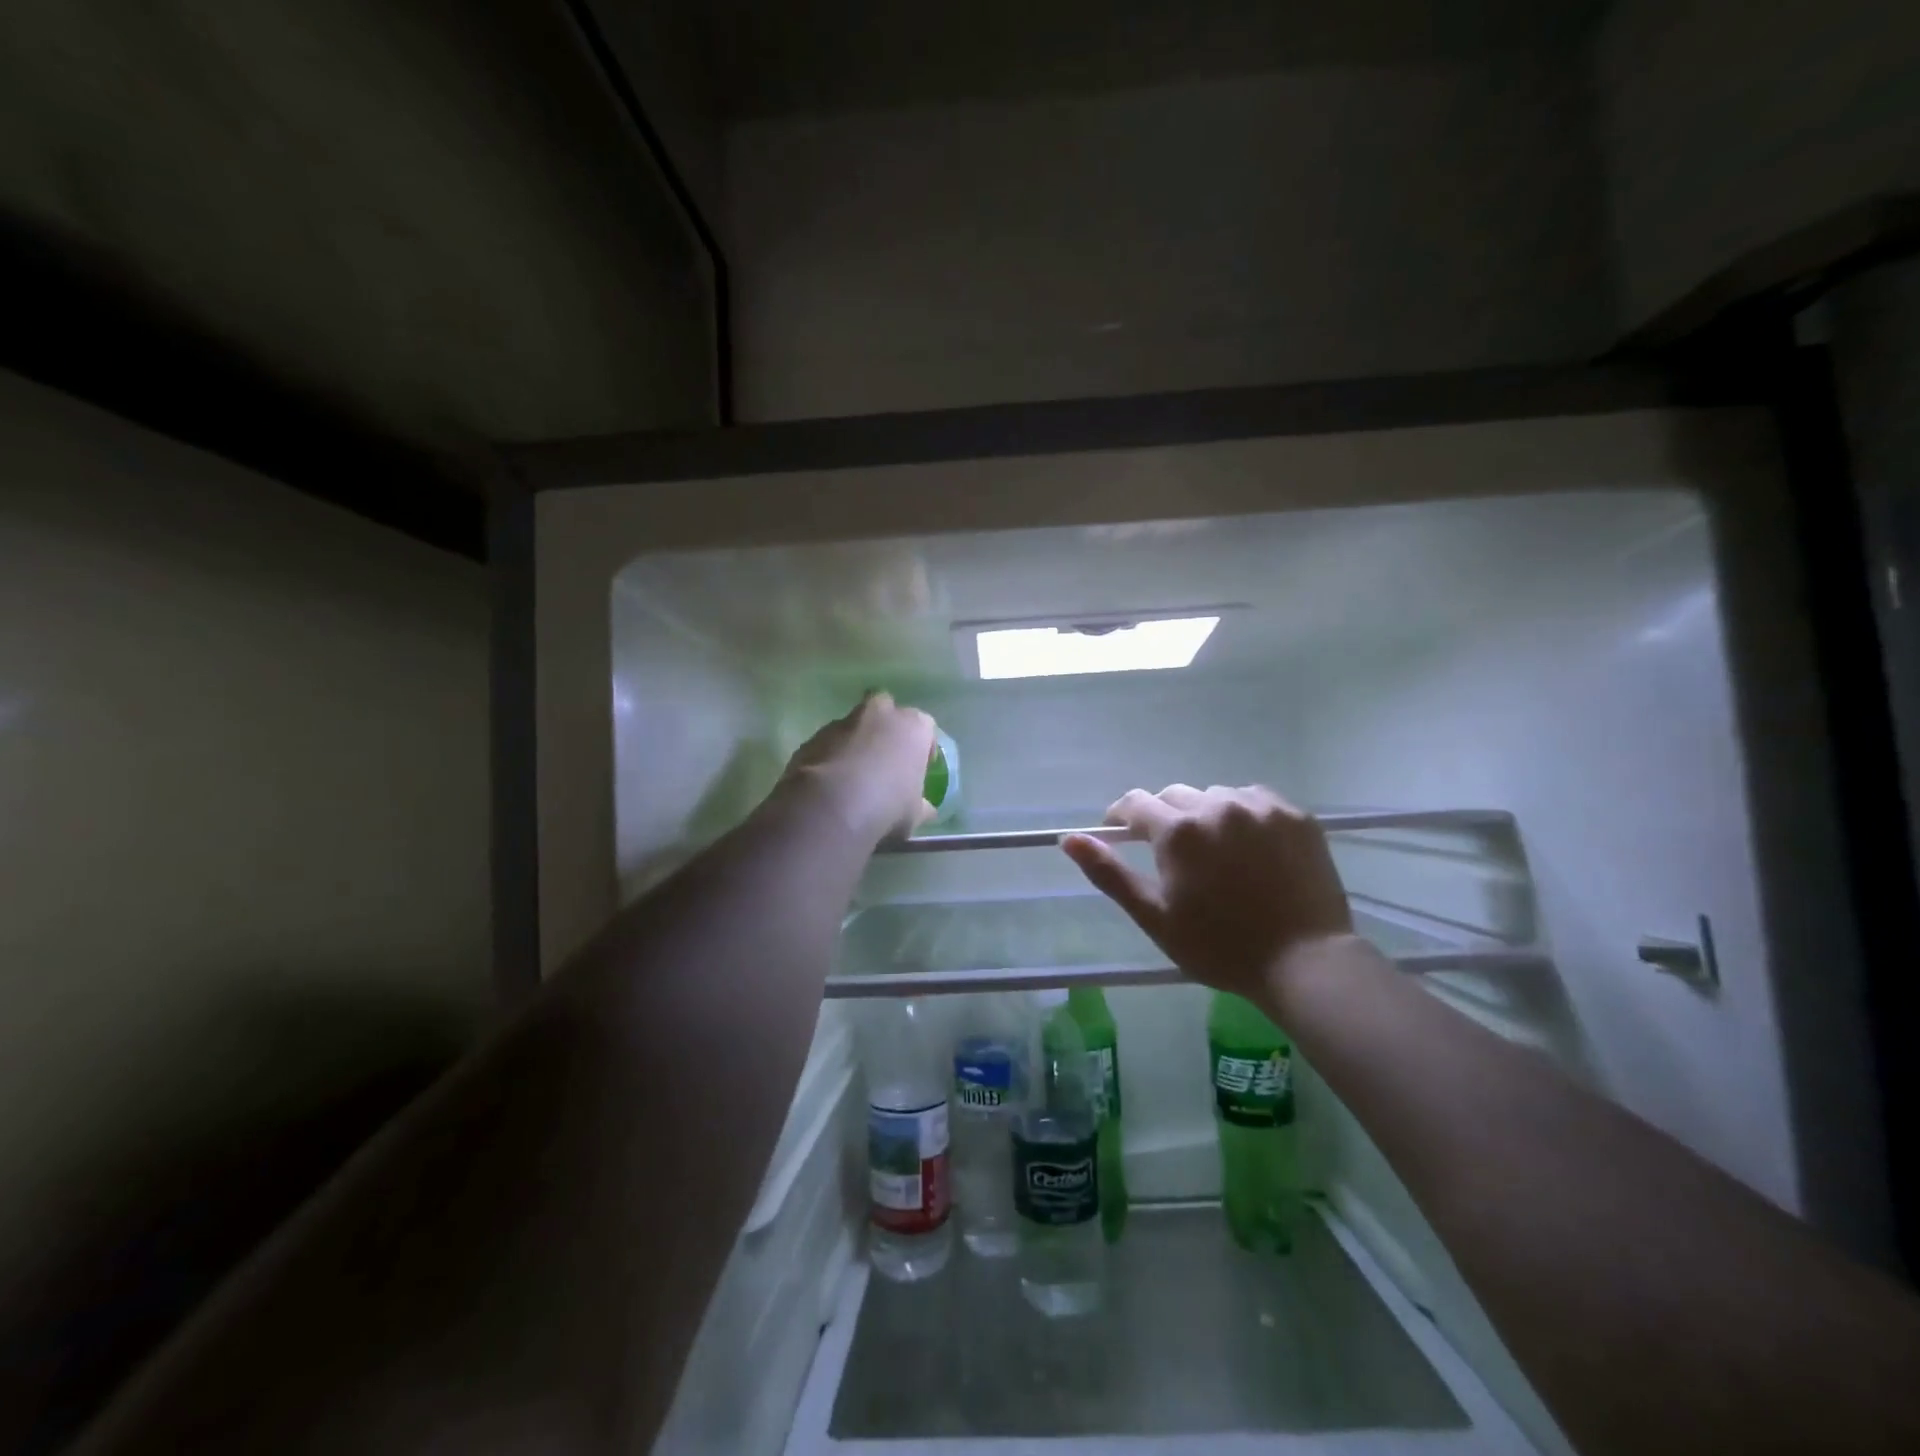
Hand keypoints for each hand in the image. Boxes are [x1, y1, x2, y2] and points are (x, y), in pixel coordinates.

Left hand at [781, 693, 937, 843]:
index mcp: (912, 727)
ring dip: (855, 742)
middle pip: (886, 709)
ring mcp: (842, 723)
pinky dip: (830, 756)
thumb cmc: (887, 805)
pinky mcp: (813, 738)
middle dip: (885, 726)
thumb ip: (921, 806)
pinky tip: (830, 784)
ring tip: (853, 775)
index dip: (922, 747)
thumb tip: (926, 809)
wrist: (831, 806)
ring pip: (853, 725)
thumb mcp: (914, 814)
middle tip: (885, 756)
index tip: (919, 768)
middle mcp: (879, 715)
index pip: (925, 727)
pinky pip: (828, 743)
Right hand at [1062, 785, 1353, 996]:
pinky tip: (1250, 845)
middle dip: (1164, 818)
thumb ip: (1109, 873)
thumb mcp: (1155, 916)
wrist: (1306, 962)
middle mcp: (1216, 805)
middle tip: (1172, 854)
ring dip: (1205, 814)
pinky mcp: (1295, 815)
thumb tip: (1069, 839)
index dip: (1121, 817)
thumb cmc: (1220, 946)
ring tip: (1215, 850)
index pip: (1135, 803)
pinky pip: (1255, 799)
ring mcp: (1260, 807)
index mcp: (1178, 831)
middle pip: (1174, 796)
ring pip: (1215, 795)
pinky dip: (1243, 814)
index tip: (1122, 835)